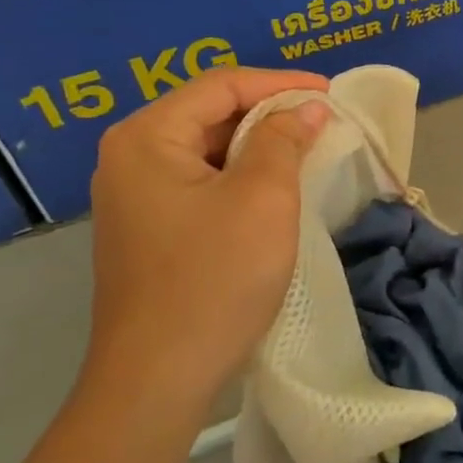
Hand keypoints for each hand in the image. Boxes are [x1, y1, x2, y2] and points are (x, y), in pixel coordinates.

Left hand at [83, 66, 329, 411]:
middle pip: (210, 113)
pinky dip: (240, 177)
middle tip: (324, 122)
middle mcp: (130, 157)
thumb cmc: (214, 279)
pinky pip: (200, 183)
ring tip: (308, 150)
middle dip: (270, 113)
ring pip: (207, 150)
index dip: (281, 83)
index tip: (331, 93)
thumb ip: (284, 140)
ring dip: (258, 146)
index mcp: (147, 137)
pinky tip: (274, 189)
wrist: (158, 379)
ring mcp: (134, 197)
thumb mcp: (263, 198)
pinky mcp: (148, 229)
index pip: (222, 85)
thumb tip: (305, 109)